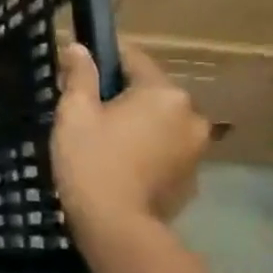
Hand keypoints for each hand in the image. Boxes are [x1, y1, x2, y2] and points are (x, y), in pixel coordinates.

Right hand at [52, 41, 209, 238]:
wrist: (115, 225)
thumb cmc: (90, 160)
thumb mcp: (75, 112)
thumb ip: (80, 76)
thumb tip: (78, 47)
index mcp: (163, 93)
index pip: (133, 58)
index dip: (103, 61)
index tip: (80, 73)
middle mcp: (191, 115)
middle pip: (150, 92)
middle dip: (121, 96)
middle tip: (87, 114)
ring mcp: (198, 148)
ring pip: (160, 122)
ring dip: (138, 124)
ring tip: (104, 143)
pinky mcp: (194, 177)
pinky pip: (167, 150)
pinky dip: (148, 150)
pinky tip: (122, 166)